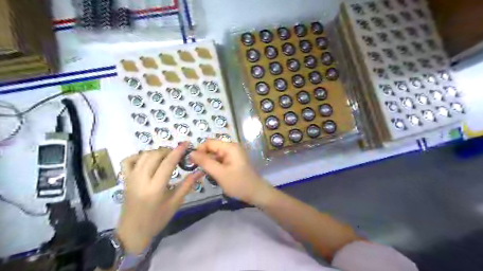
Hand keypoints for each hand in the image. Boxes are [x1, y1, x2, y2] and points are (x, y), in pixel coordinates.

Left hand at [116, 143, 203, 254]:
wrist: (132, 232)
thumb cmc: (157, 220)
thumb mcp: (175, 203)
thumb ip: (187, 185)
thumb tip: (200, 172)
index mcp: (155, 188)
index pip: (167, 163)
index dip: (177, 152)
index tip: (186, 144)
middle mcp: (141, 180)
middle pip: (154, 156)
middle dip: (167, 151)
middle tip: (177, 154)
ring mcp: (130, 179)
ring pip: (142, 156)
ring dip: (156, 152)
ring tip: (165, 156)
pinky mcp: (125, 180)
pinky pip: (128, 161)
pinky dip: (138, 156)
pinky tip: (147, 159)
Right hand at [189, 140, 270, 205]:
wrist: (256, 193)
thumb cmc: (239, 183)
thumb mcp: (219, 173)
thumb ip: (205, 162)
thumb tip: (190, 153)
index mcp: (230, 147)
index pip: (209, 142)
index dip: (199, 150)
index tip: (192, 162)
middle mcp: (231, 147)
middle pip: (212, 148)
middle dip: (203, 157)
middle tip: (197, 169)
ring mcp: (233, 154)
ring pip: (215, 154)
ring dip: (208, 162)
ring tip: (204, 173)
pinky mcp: (233, 161)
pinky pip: (220, 160)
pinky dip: (214, 165)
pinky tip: (213, 174)